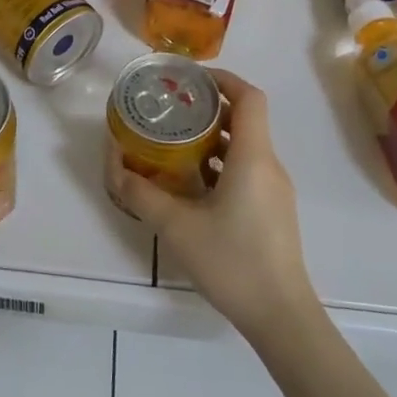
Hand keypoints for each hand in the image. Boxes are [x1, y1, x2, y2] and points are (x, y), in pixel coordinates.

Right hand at [106, 70, 318, 341]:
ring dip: (212, 136)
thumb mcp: (176, 227)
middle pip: (245, 118)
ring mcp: (274, 190)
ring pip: (245, 145)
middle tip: (171, 108)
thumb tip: (114, 166)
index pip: (249, 96)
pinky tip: (192, 183)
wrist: (282, 318)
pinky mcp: (272, 211)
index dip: (222, 78)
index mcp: (253, 157)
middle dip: (208, 106)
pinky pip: (247, 169)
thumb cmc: (233, 262)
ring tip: (174, 142)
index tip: (189, 78)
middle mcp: (269, 165)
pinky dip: (220, 162)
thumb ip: (141, 194)